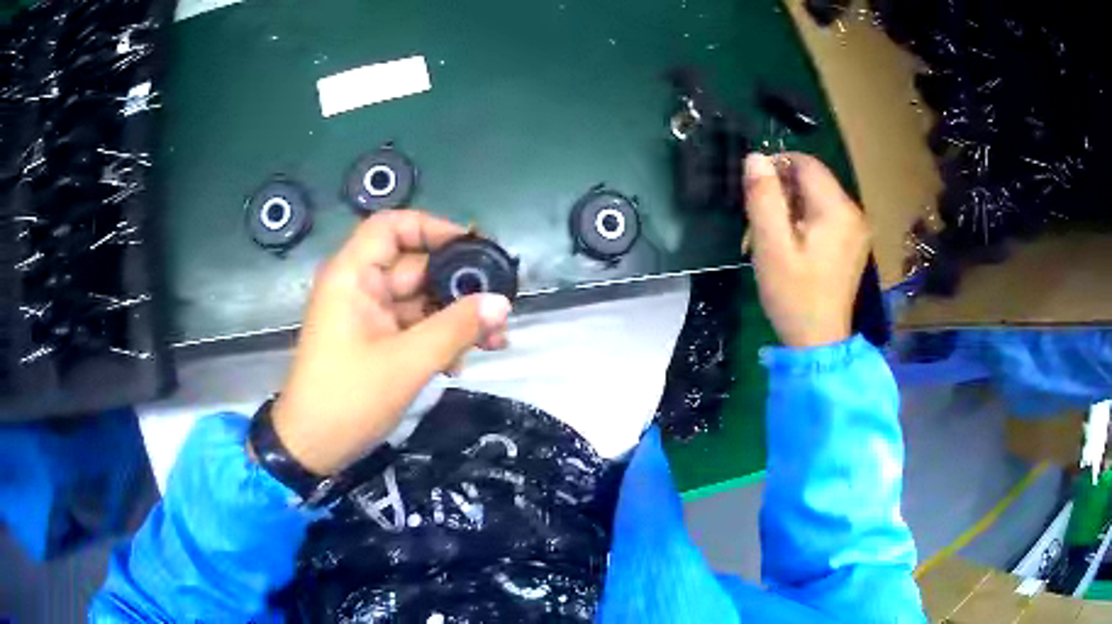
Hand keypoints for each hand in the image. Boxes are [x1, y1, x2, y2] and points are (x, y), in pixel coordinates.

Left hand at [268, 211, 511, 475]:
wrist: (313, 448)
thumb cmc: (348, 398)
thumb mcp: (406, 363)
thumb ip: (456, 328)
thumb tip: (502, 302)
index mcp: (352, 277)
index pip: (391, 226)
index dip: (432, 228)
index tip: (473, 246)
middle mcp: (360, 288)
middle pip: (415, 267)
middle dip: (458, 287)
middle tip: (499, 308)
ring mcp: (368, 316)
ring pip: (420, 301)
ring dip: (455, 318)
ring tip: (494, 341)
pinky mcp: (376, 342)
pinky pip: (414, 327)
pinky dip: (439, 338)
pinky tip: (464, 362)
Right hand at [742, 152, 869, 347]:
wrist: (818, 342)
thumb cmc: (794, 295)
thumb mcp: (771, 246)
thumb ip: (763, 197)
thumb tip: (755, 158)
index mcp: (837, 209)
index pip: (806, 163)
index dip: (777, 165)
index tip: (753, 189)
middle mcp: (853, 213)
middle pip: (813, 180)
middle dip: (782, 191)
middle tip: (758, 220)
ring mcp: (856, 230)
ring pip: (817, 198)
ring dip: (790, 207)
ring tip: (770, 236)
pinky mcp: (852, 245)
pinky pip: (825, 217)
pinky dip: (804, 221)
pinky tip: (790, 245)